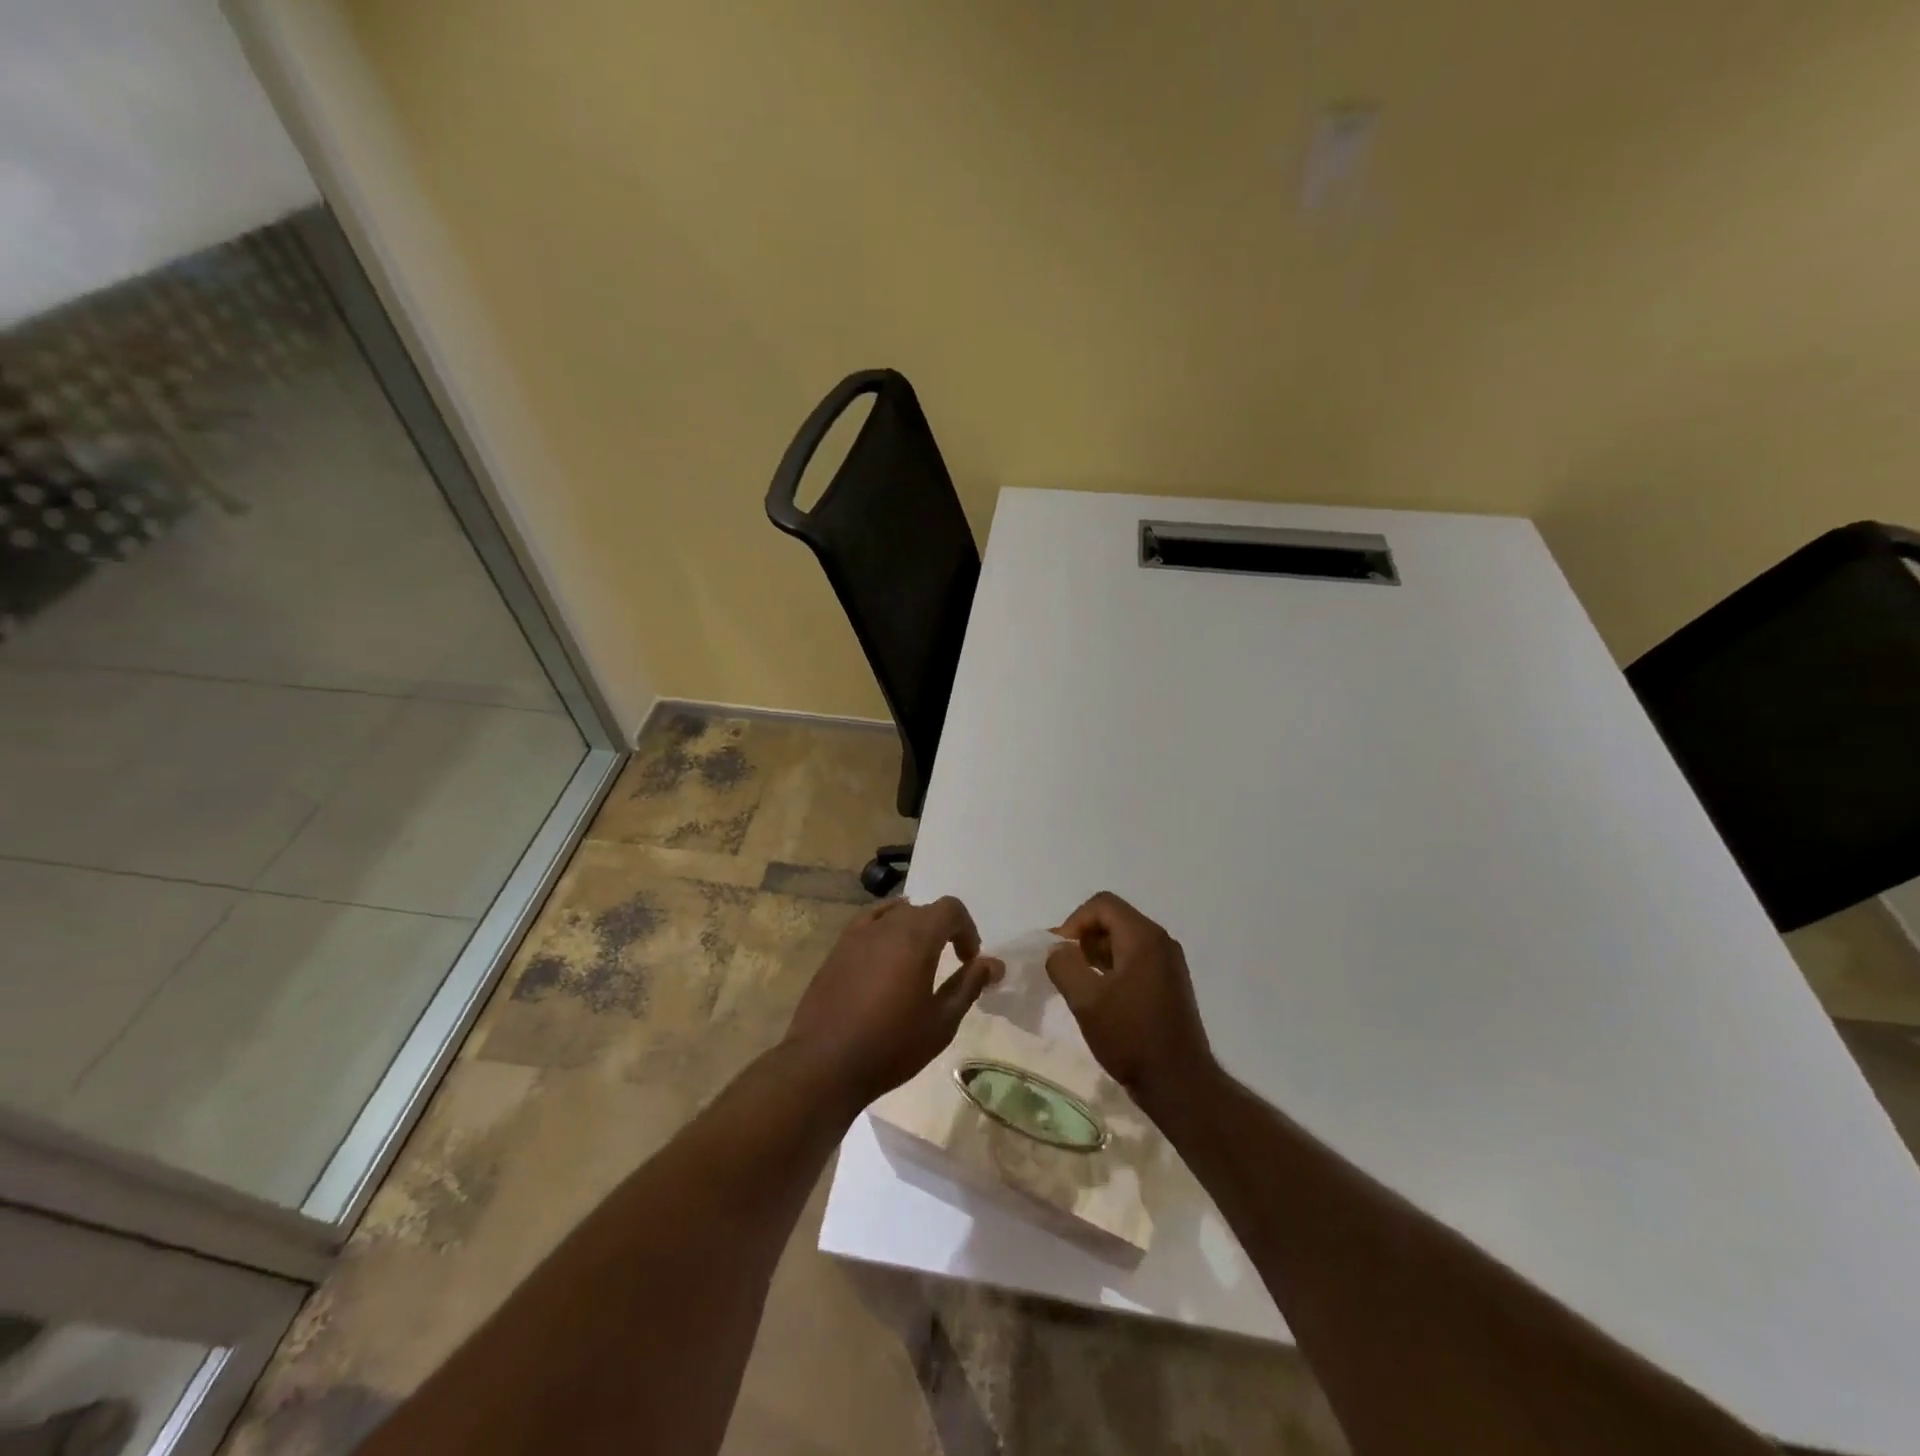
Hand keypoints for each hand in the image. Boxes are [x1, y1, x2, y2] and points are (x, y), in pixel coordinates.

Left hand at [783, 896, 1003, 1110]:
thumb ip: (969, 985)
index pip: (950, 909)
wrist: (824, 1063)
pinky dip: (885, 931)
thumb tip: (994, 964)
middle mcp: (887, 925)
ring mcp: (857, 934)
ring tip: (916, 962)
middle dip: (943, 930)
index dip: (967, 930)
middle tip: (950, 964)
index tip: (969, 961)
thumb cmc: (891, 1045)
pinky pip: (868, 924)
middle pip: (923, 910)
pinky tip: (884, 956)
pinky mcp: (837, 949)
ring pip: (895, 914)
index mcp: (916, 936)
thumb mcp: (941, 1021)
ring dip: (913, 930)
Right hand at [1046, 892, 1215, 1101]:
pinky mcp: (1171, 983)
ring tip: (1080, 984)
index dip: (1074, 922)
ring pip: (1124, 940)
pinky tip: (1101, 997)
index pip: (1101, 905)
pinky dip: (1113, 967)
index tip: (1060, 953)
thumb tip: (1057, 951)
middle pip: (1114, 918)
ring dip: (1097, 954)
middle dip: (1084, 938)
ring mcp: (1169, 963)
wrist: (1179, 1083)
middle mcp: (1161, 941)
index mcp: (1143, 937)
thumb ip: (1063, 965)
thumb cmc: (1131, 1036)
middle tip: (1066, 968)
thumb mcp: (1085, 1000)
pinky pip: (1135, 959)